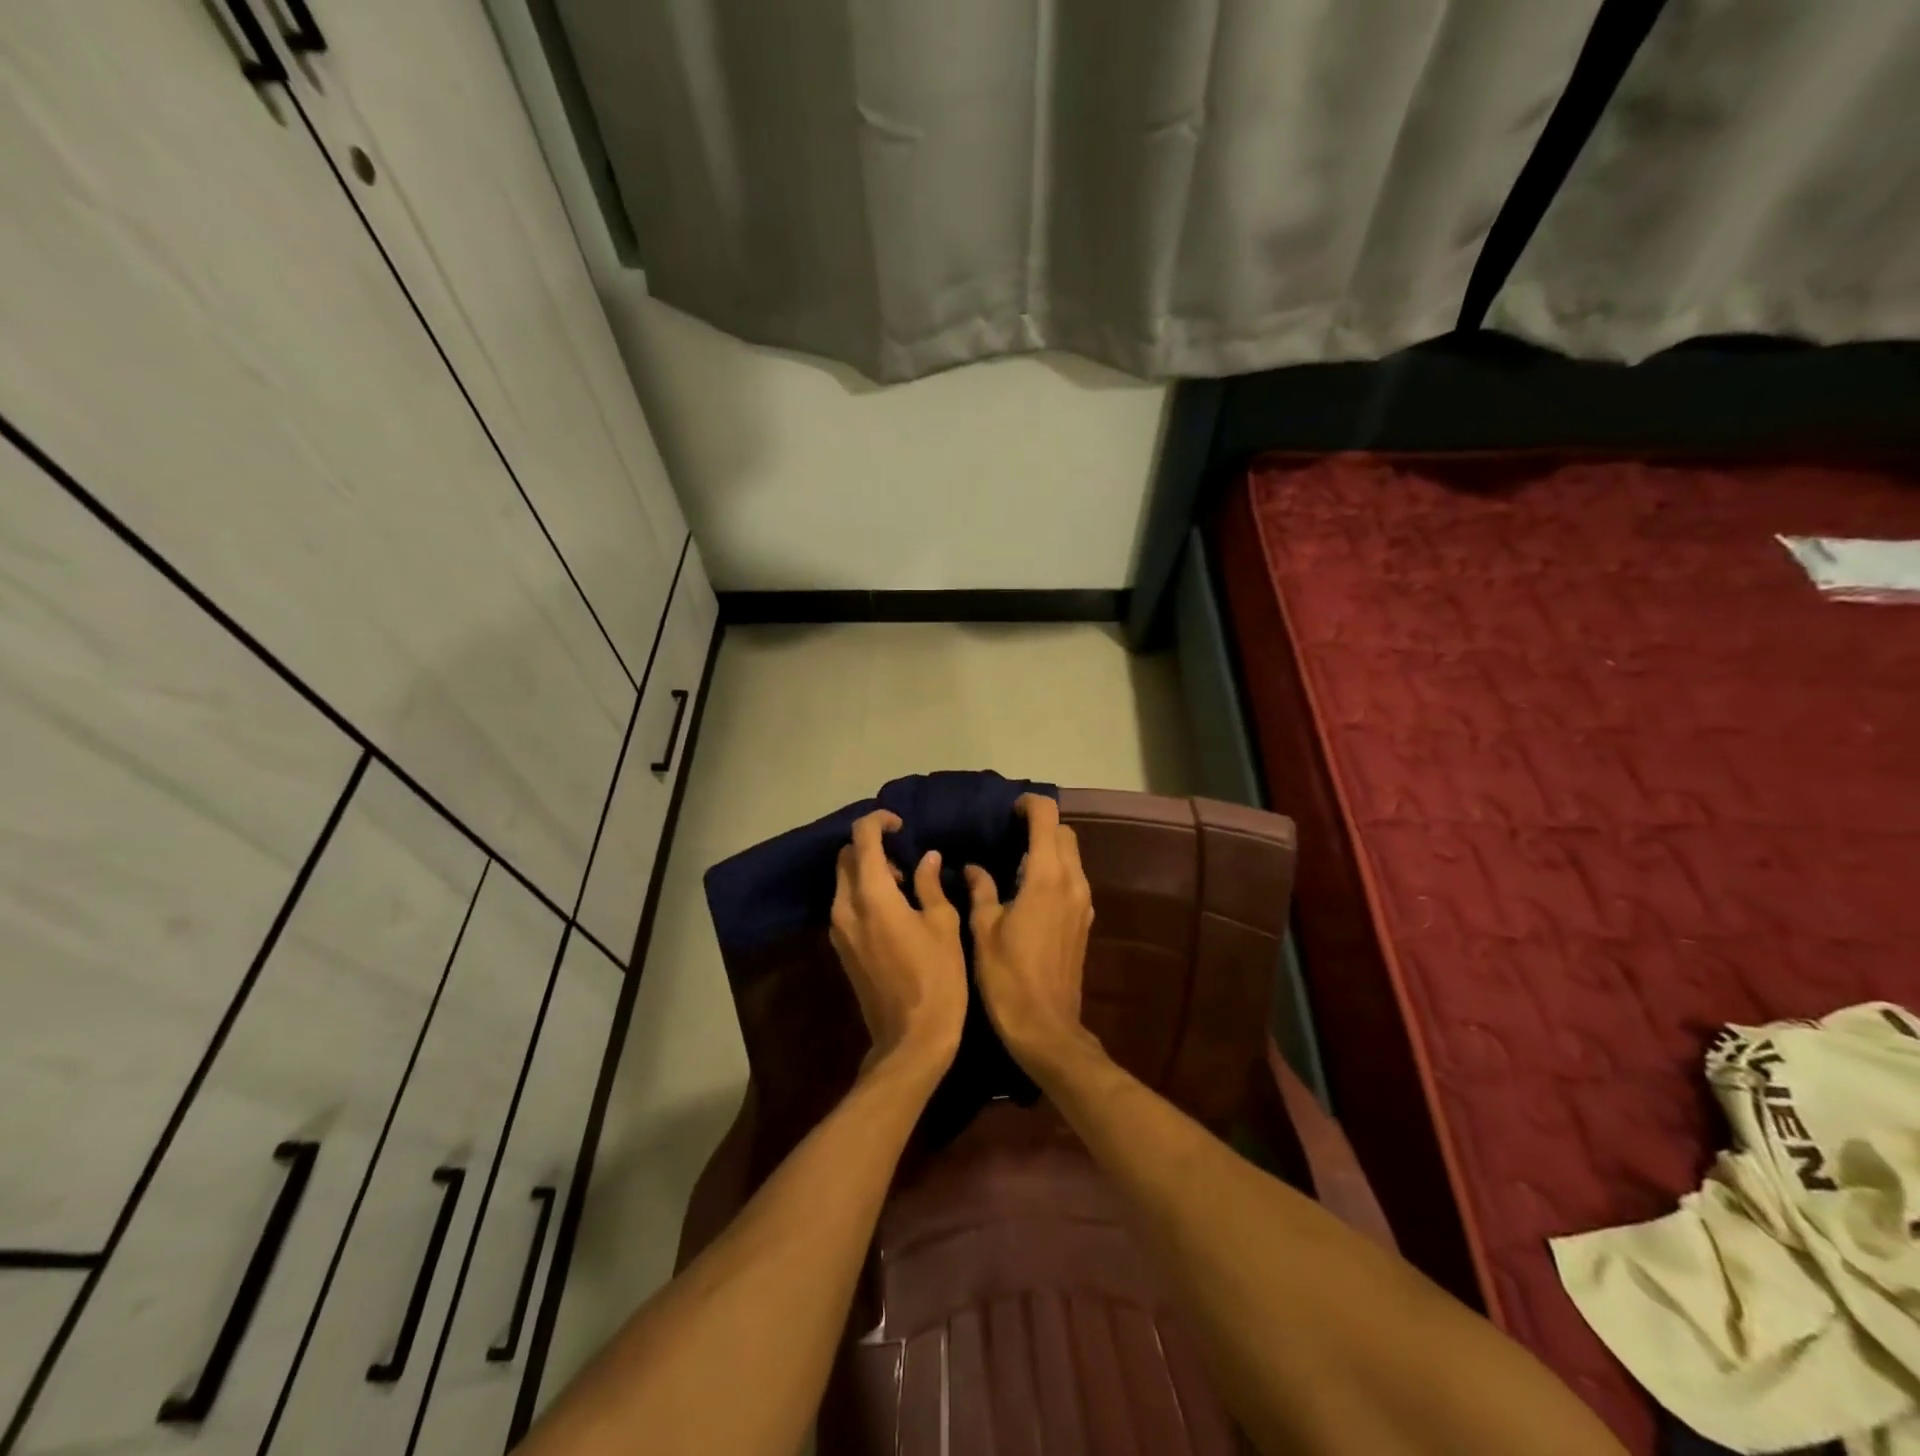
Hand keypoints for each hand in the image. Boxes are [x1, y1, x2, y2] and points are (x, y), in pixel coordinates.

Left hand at [829, 810, 967, 1073]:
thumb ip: (930, 885)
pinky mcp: (840, 948)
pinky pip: (845, 904)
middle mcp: (845, 906)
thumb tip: (926, 858)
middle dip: (870, 846)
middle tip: (905, 857)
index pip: (862, 837)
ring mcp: (838, 929)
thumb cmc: (937, 979)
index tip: (902, 824)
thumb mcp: (943, 925)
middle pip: (845, 856)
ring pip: (842, 880)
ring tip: (905, 885)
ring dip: (867, 870)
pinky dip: (863, 893)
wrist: (910, 1040)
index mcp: (872, 895)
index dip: (879, 821)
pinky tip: (894, 910)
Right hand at [964, 795, 1097, 1077]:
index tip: (1007, 810)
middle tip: (1007, 833)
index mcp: (1046, 877)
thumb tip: (972, 868)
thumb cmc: (1008, 977)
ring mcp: (1083, 902)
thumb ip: (980, 890)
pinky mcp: (1085, 921)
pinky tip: (1028, 889)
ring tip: (1013, 859)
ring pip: (1072, 856)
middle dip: (1040, 825)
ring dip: (1049, 848)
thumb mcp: (984, 929)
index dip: (1029, 805)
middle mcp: (1072, 882)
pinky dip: (1055, 871)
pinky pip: (1073, 879)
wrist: (1046, 1028)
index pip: (1047, 818)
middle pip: (1064, 833)